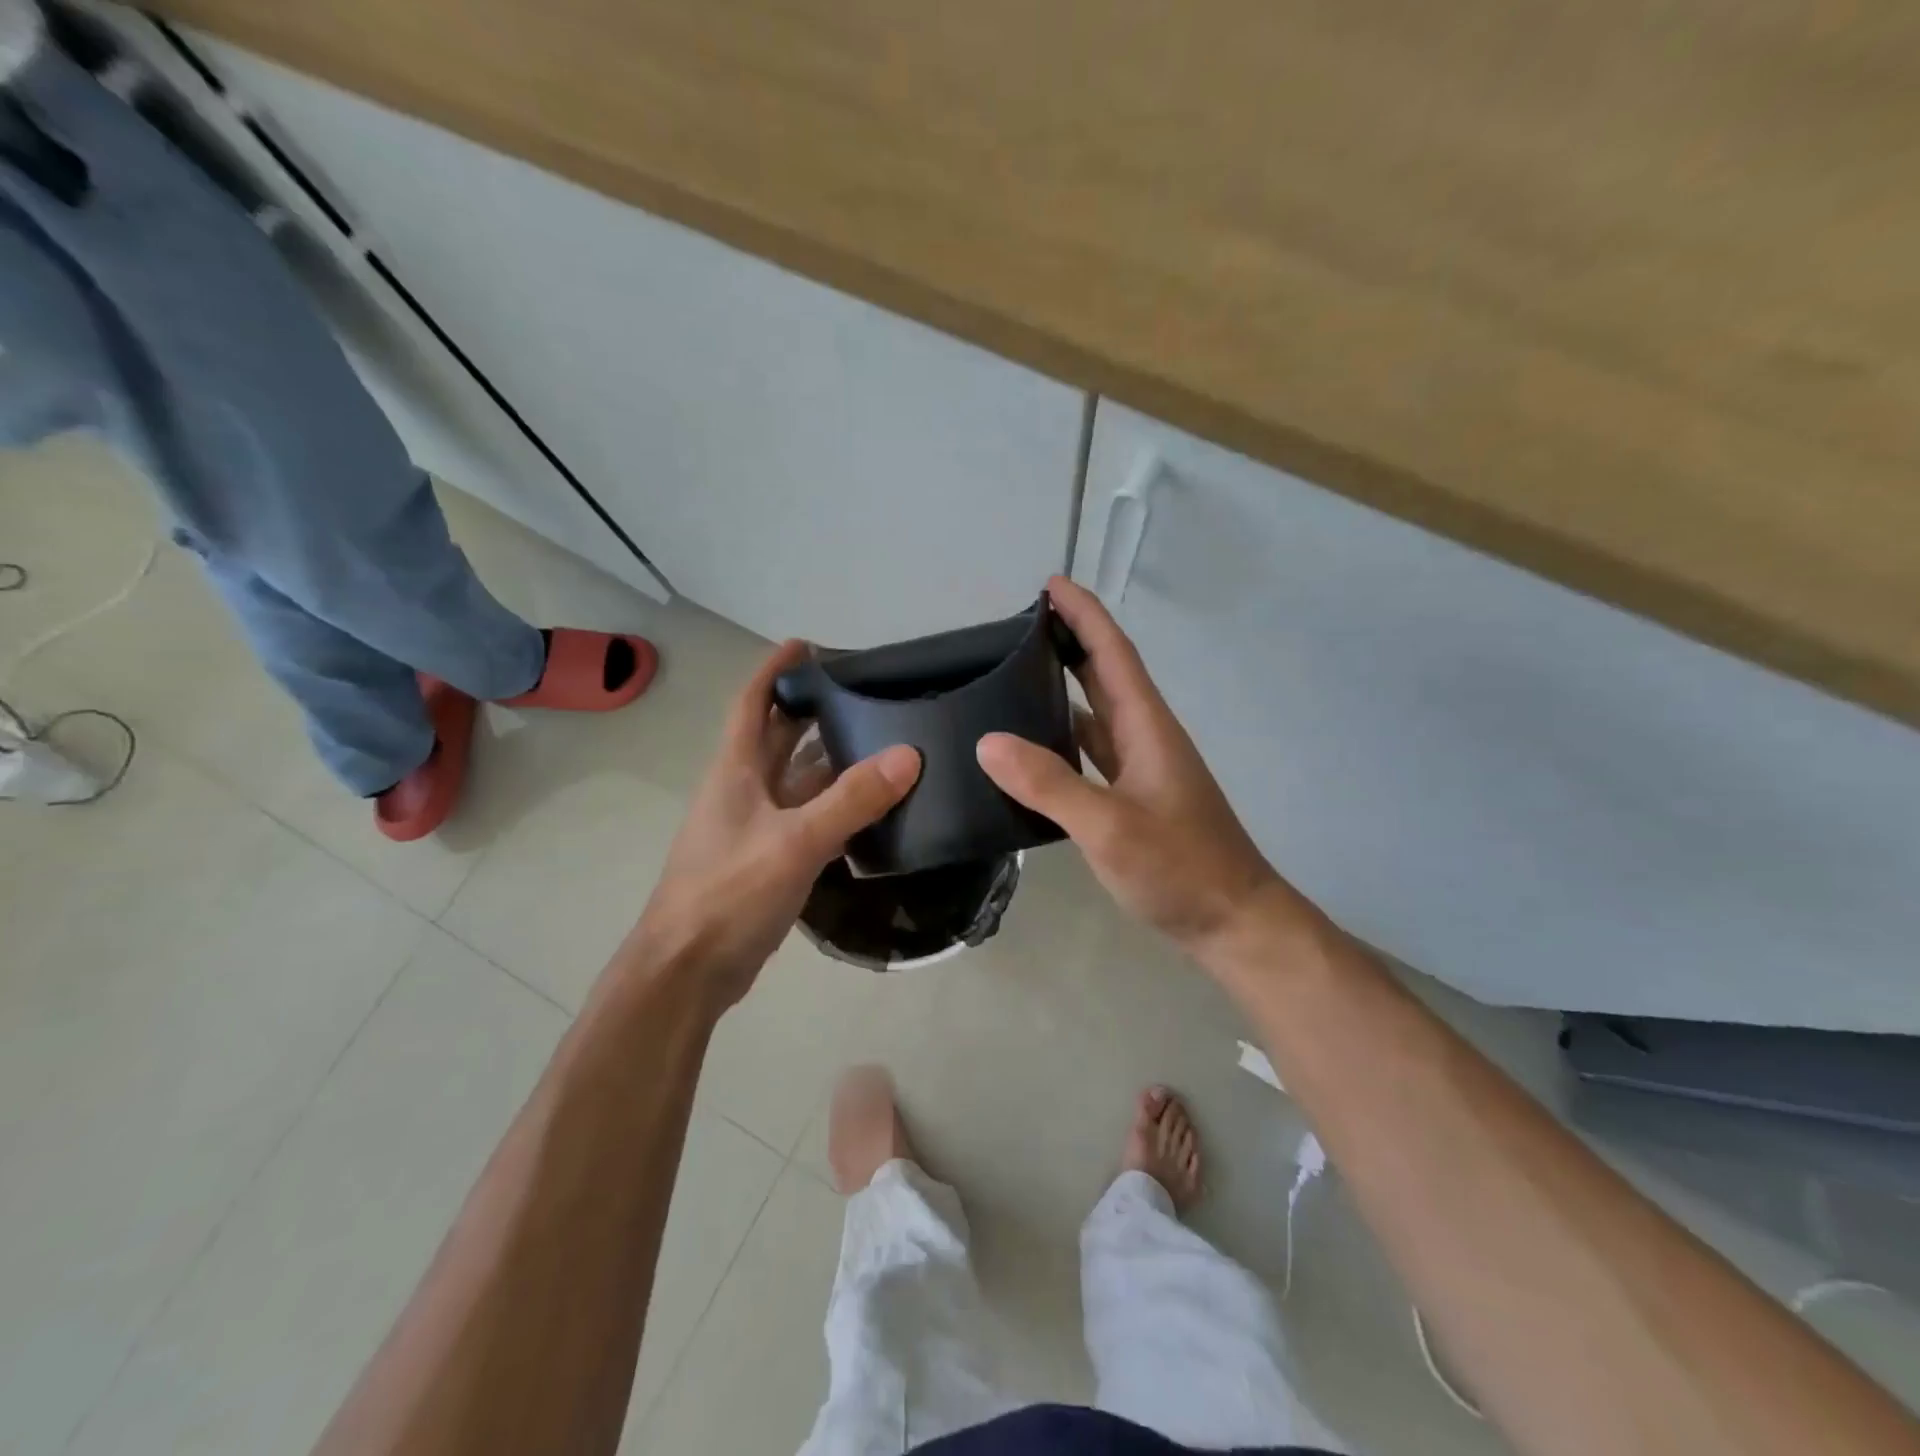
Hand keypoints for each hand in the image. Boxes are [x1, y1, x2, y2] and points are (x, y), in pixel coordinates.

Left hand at [620, 640, 920, 1011]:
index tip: (807, 645)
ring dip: (831, 761)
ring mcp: (756, 827)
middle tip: (865, 695)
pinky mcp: (769, 860)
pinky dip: (836, 807)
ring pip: (798, 780)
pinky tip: (872, 808)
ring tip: (882, 743)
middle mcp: (744, 790)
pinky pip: (808, 819)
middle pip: (779, 737)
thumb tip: (909, 755)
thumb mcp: (795, 841)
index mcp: (736, 770)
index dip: (774, 670)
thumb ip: (852, 799)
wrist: (687, 970)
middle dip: (813, 711)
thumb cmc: (729, 893)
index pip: (752, 702)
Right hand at [977, 577, 1290, 956]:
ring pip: (1098, 712)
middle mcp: (1145, 738)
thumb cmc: (1180, 869)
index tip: (1051, 584)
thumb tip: (988, 741)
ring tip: (1017, 674)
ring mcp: (1142, 769)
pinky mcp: (1135, 797)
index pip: (1112, 653)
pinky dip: (1066, 736)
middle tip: (1021, 622)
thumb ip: (1049, 784)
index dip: (1084, 614)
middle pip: (1106, 674)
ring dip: (1066, 685)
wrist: (1232, 921)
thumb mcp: (1109, 827)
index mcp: (1146, 727)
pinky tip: (1035, 747)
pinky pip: (1094, 751)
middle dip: (1071, 639)